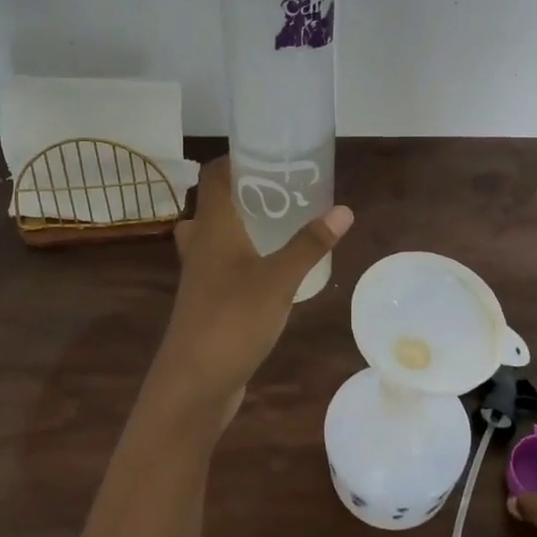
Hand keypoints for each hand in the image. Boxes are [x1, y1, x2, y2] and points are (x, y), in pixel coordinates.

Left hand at [145, 157, 352, 432]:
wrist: (193, 384)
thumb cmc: (232, 321)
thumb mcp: (278, 280)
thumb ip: (309, 244)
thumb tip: (343, 209)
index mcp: (212, 228)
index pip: (213, 176)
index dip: (234, 159)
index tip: (268, 153)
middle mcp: (201, 245)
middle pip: (215, 204)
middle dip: (245, 191)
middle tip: (283, 188)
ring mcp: (201, 276)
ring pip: (217, 236)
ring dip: (243, 225)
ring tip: (281, 222)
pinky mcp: (207, 301)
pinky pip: (224, 264)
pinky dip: (244, 256)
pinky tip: (274, 267)